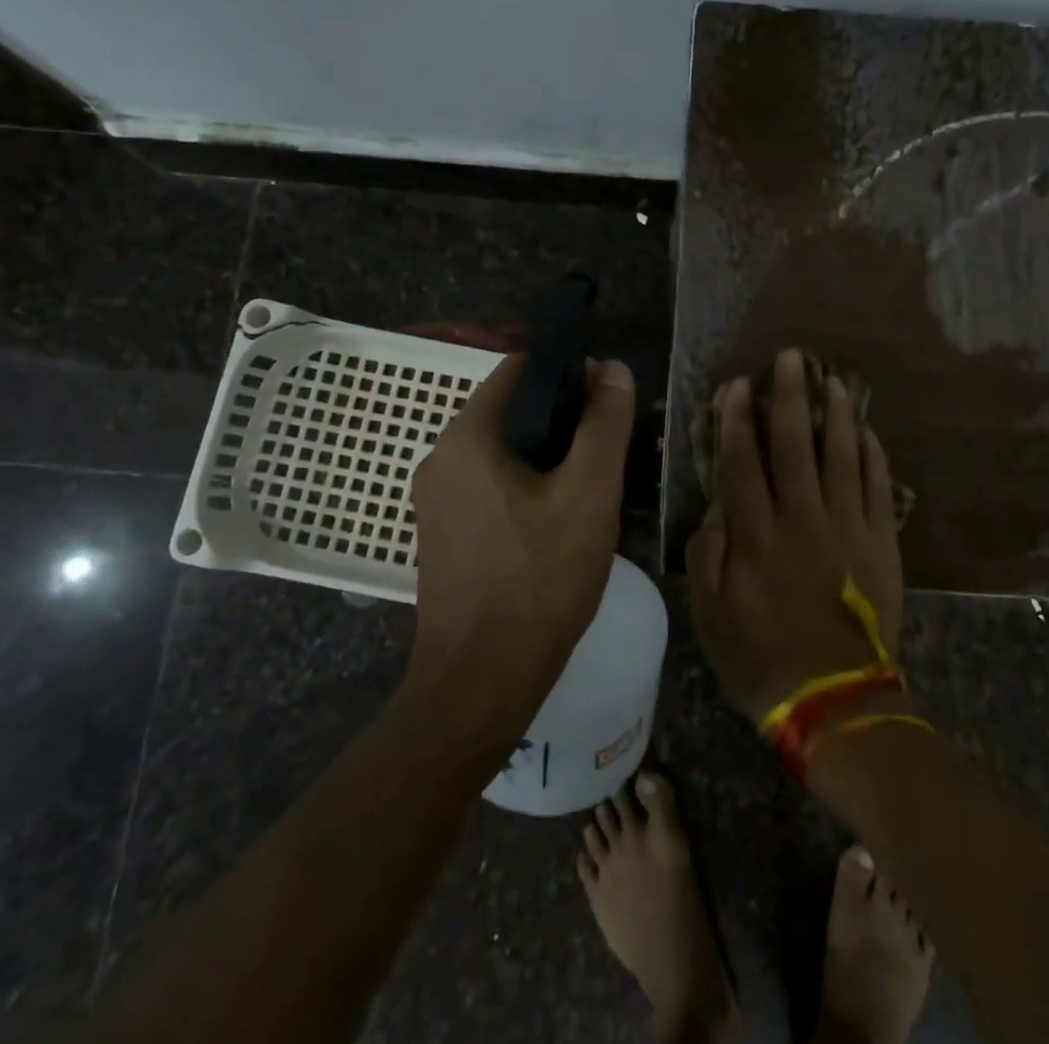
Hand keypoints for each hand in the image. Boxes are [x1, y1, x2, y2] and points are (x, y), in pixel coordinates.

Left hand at [406, 354, 635, 729]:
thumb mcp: (589, 493)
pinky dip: (525, 484)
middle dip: (563, 416)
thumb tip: (614, 369)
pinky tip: (559, 517)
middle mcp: (440, 456)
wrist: (480, 681)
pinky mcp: (442, 532)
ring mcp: (435, 498)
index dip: (570, 371)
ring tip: (593, 481)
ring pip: (502, 450)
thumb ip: (604, 423)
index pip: (520, 367)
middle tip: (611, 445)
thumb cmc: (539, 579)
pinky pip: (489, 485)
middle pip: (511, 409)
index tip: (610, 397)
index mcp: (467, 434)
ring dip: (547, 453)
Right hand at [688, 349, 905, 722]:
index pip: (741, 463)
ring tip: (832, 380)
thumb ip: (706, 555)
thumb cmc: (761, 659)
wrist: (836, 701)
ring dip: (835, 415)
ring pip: (841, 456)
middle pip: (793, 445)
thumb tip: (715, 509)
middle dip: (788, 397)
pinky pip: (880, 487)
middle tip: (791, 357)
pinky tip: (868, 431)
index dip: (736, 420)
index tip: (737, 384)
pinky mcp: (883, 542)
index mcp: (756, 536)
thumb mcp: (710, 615)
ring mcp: (848, 527)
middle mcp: (801, 519)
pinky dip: (874, 455)